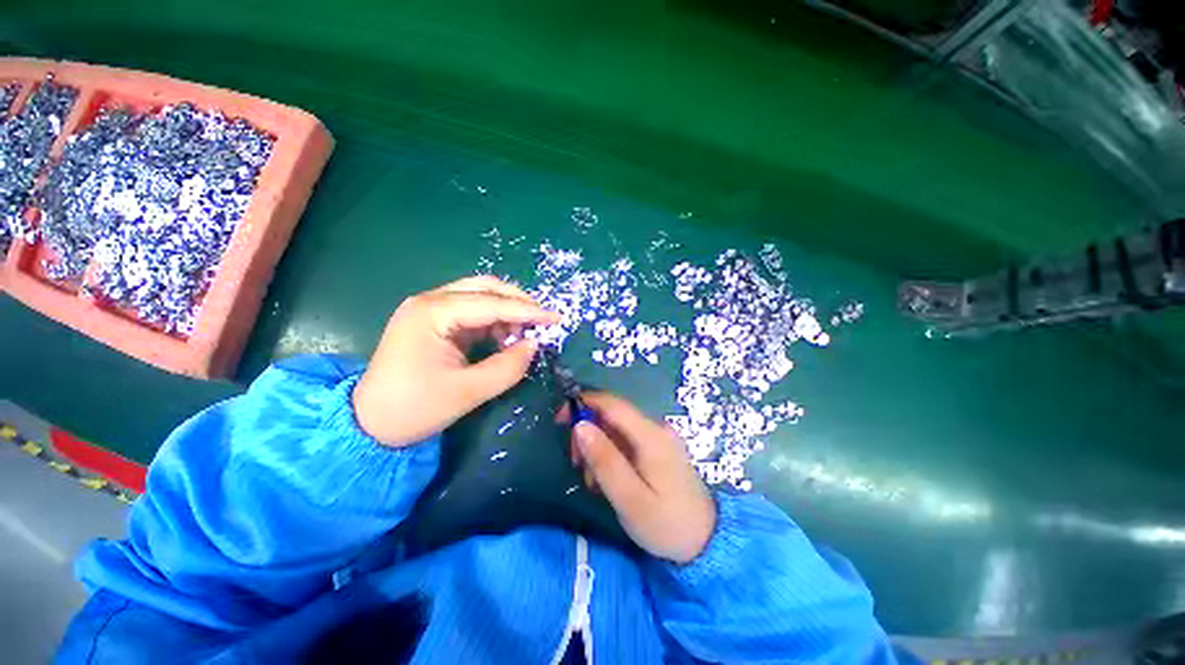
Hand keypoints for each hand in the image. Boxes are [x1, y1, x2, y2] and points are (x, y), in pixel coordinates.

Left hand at [353, 276, 559, 446]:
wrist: (368, 424)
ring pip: (479, 296)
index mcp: (431, 313)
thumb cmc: (413, 409)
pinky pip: (471, 311)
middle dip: (517, 301)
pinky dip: (494, 320)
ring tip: (525, 332)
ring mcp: (430, 310)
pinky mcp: (434, 322)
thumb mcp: (467, 392)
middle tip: (542, 320)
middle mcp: (429, 302)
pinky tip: (504, 336)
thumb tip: (534, 345)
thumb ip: (507, 367)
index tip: (556, 317)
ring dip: (506, 310)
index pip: (490, 303)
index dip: (527, 310)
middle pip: (483, 287)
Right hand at [568, 392, 715, 563]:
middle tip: (575, 463)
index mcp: (650, 435)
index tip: (560, 419)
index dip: (584, 403)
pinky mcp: (657, 448)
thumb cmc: (666, 524)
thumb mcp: (630, 499)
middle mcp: (655, 428)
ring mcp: (657, 437)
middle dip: (588, 432)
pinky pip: (626, 441)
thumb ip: (605, 461)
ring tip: (592, 481)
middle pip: (611, 415)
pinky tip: (607, 480)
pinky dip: (610, 455)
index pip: (612, 404)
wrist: (706, 541)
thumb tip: (580, 425)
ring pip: (616, 429)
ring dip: (597, 447)